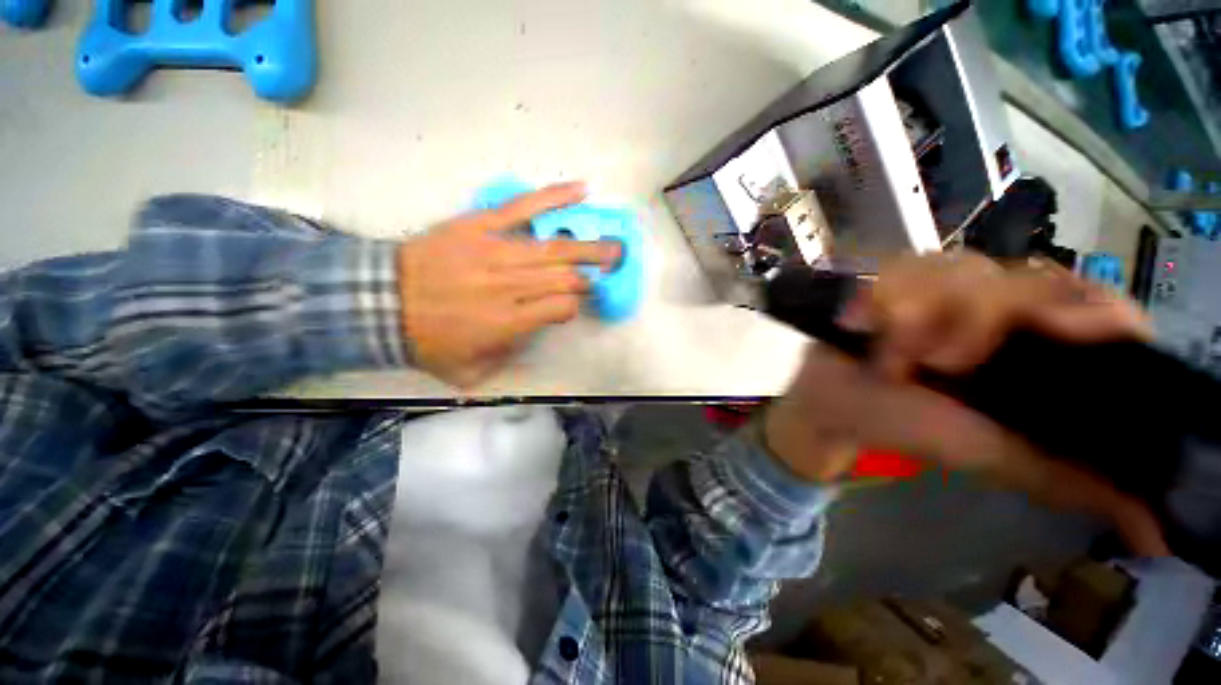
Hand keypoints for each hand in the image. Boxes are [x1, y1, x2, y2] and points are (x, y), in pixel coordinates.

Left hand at [398, 183, 619, 386]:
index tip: (571, 307)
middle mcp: (510, 286)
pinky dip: (554, 198)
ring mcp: (497, 251)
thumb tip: (535, 335)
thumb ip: (508, 359)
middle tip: (609, 269)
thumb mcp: (470, 372)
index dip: (573, 307)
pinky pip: (523, 207)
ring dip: (589, 248)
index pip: (561, 308)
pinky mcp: (481, 225)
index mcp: (508, 322)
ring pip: (554, 249)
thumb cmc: (427, 340)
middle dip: (588, 277)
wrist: (378, 301)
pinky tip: (581, 191)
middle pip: (564, 278)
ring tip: (613, 246)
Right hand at [764, 253, 1168, 555]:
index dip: (1093, 309)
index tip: (1066, 330)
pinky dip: (884, 297)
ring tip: (894, 355)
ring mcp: (943, 287)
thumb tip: (1156, 531)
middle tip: (942, 364)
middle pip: (1027, 278)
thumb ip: (1070, 478)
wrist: (836, 405)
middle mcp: (1001, 308)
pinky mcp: (893, 280)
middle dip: (983, 319)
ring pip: (962, 268)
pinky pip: (903, 267)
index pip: (1095, 306)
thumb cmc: (911, 428)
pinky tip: (863, 325)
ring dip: (924, 314)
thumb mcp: (997, 456)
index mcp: (1039, 347)